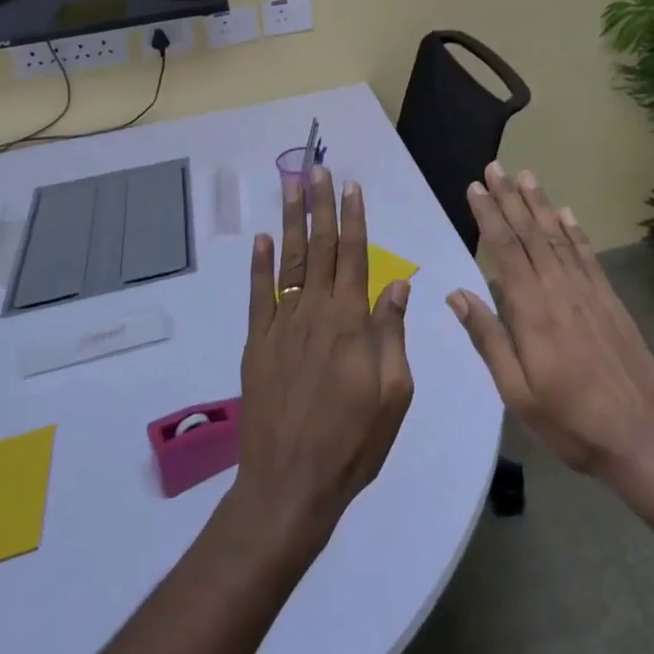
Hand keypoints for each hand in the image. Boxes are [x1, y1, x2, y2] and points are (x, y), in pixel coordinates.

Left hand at [227, 167, 413, 552]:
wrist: (289, 486)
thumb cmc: (352, 443)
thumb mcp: (393, 394)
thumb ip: (392, 334)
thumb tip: (397, 284)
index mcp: (350, 322)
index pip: (354, 256)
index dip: (353, 219)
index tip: (351, 187)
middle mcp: (315, 312)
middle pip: (319, 247)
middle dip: (320, 205)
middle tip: (317, 168)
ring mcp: (281, 326)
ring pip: (288, 261)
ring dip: (290, 221)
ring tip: (291, 186)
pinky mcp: (256, 344)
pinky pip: (258, 295)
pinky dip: (258, 265)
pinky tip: (260, 239)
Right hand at [448, 163, 653, 495]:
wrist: (646, 438)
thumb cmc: (572, 422)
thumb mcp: (518, 392)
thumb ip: (489, 339)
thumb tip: (456, 294)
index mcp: (532, 310)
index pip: (504, 249)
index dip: (488, 216)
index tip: (475, 187)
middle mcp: (559, 289)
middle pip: (530, 233)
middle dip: (510, 198)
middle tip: (495, 167)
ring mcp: (589, 292)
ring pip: (558, 236)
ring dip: (540, 204)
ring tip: (526, 176)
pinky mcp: (610, 300)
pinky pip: (588, 255)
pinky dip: (575, 231)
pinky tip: (567, 213)